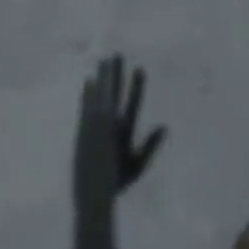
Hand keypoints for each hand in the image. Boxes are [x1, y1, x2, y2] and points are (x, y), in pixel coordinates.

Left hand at [74, 56, 164, 208]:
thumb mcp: (137, 165)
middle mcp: (111, 123)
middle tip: (117, 55)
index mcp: (125, 131)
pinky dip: (88, 91)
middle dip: (116, 73)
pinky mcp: (83, 127)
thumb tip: (164, 127)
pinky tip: (89, 80)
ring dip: (102, 77)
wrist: (93, 193)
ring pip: (99, 93)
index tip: (139, 68)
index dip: (136, 85)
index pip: (133, 102)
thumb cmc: (117, 181)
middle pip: (114, 92)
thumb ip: (150, 146)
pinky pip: (86, 103)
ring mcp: (95, 124)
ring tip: (103, 61)